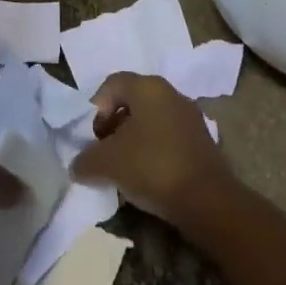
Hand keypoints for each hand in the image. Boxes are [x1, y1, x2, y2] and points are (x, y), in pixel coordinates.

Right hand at [72, 72, 235, 227]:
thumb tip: (78, 165)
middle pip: (132, 101)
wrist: (207, 201)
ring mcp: (190, 117)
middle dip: (114, 125)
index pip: (112, 83)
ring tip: (124, 169)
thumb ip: (85, 160)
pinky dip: (153, 151)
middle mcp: (171, 93)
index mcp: (148, 87)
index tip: (94, 136)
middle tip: (105, 152)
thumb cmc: (152, 167)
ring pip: (151, 120)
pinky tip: (147, 177)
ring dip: (133, 140)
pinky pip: (168, 138)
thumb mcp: (106, 163)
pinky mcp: (202, 141)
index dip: (97, 108)